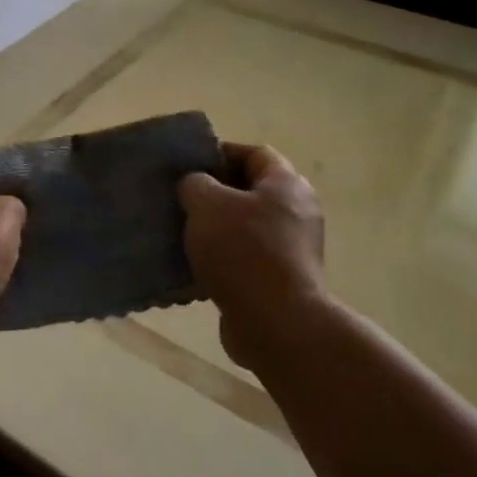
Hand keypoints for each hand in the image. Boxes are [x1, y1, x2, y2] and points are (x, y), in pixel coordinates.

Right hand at [178, 143, 329, 371]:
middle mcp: (296, 212)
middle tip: (179, 200)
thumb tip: (194, 185)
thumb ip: (195, 183)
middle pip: (250, 191)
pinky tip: (192, 266)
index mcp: (286, 184)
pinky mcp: (280, 280)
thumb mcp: (207, 204)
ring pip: (245, 227)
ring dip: (214, 229)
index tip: (187, 166)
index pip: (254, 153)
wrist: (275, 322)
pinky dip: (220, 259)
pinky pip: (244, 259)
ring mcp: (291, 249)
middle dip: (213, 194)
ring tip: (179, 233)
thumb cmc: (243, 251)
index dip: (220, 154)